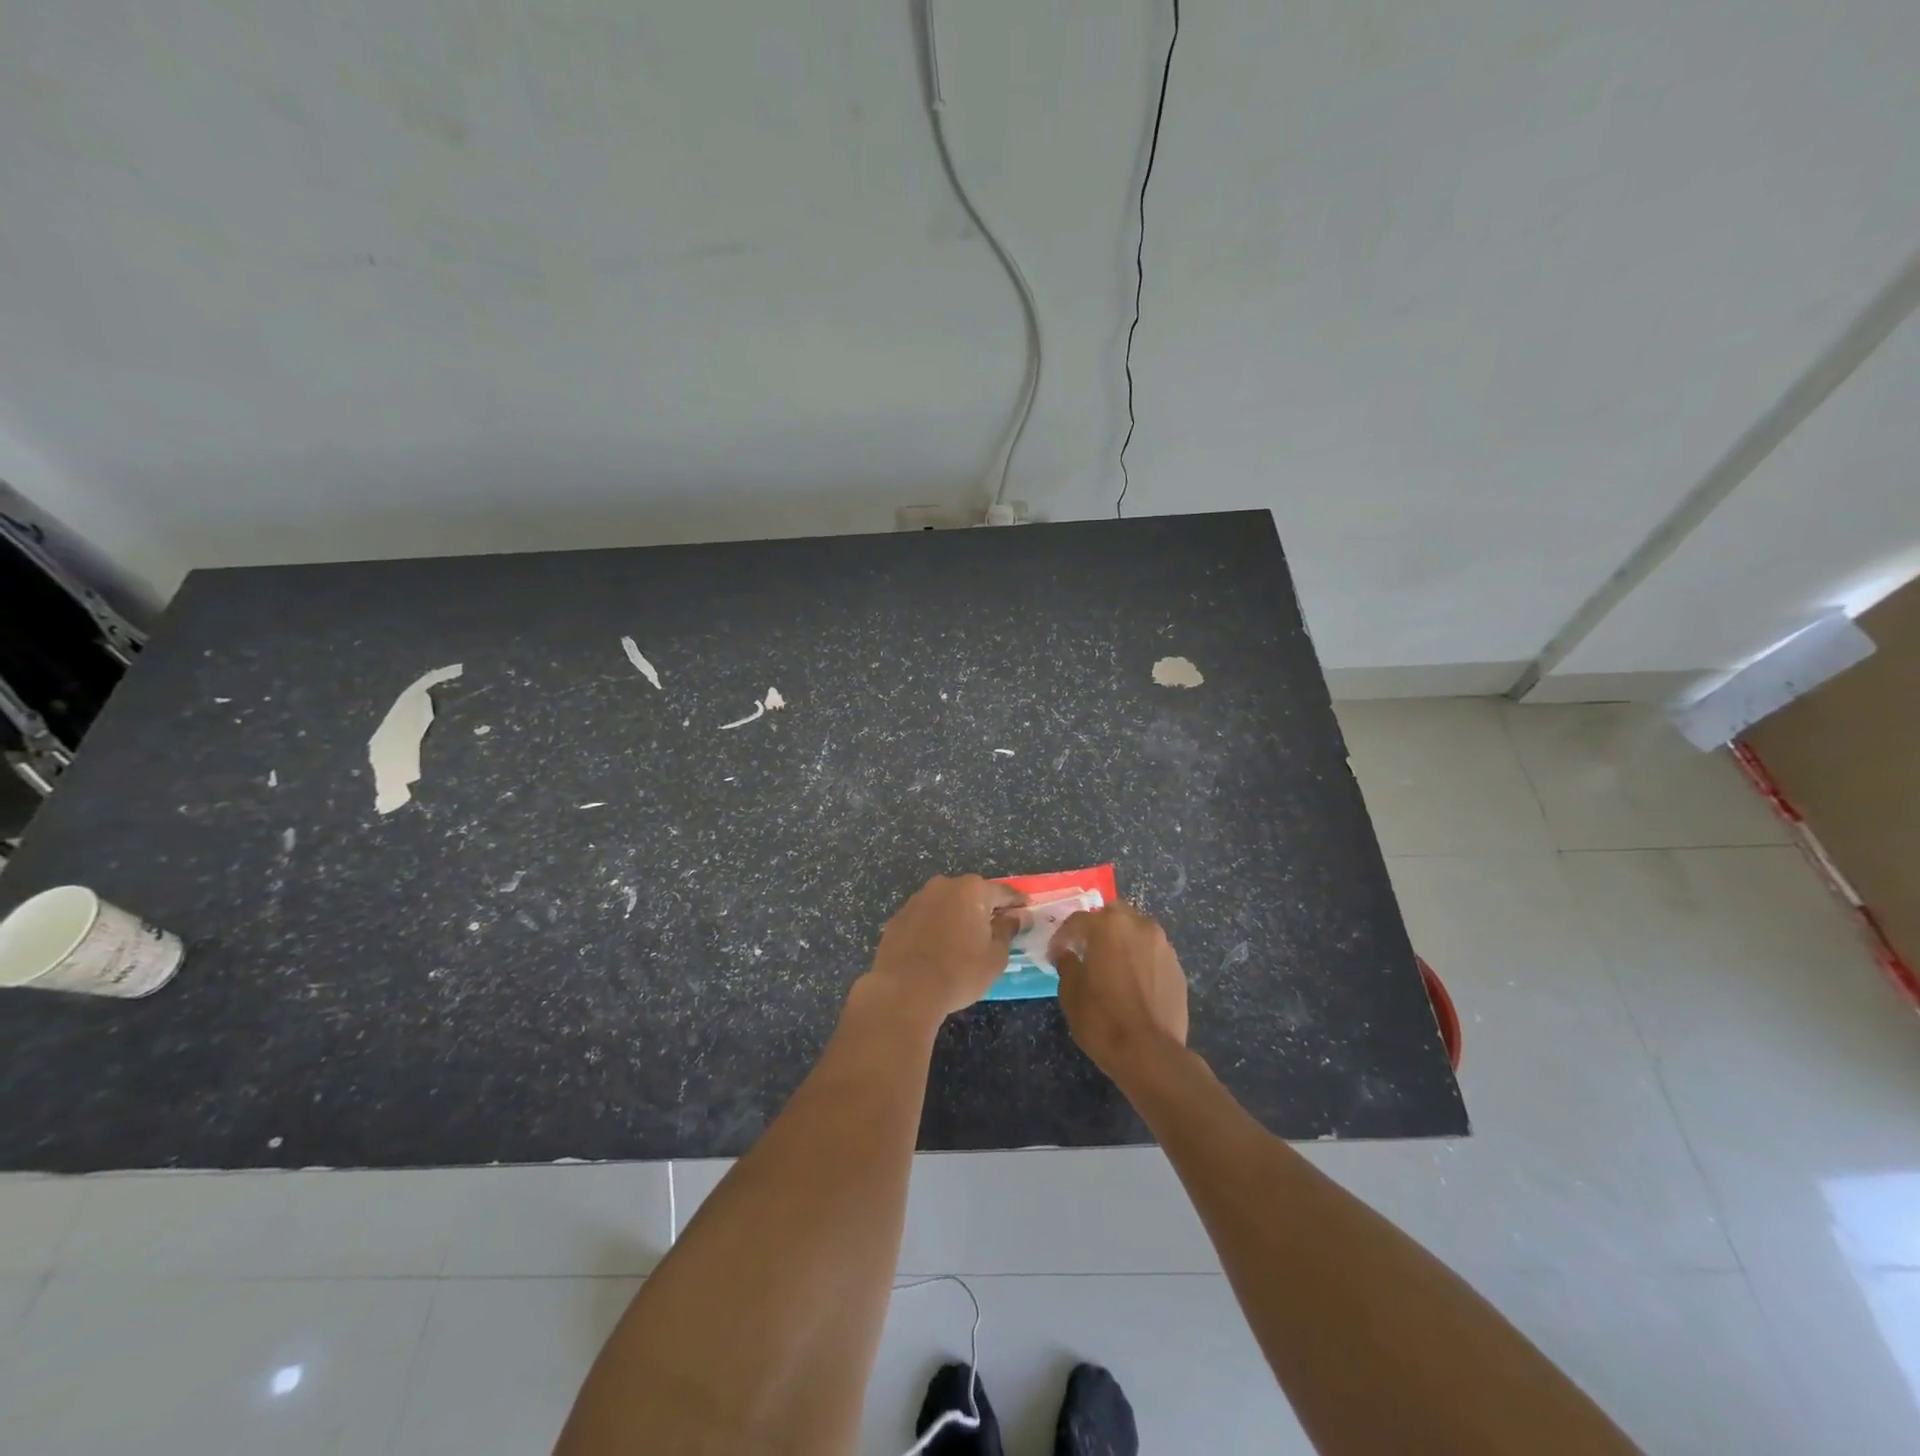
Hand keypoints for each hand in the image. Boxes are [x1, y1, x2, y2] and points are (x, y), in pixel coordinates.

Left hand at [860, 875, 1029, 1023]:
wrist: (905, 990)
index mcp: (972, 890)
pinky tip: (936, 948)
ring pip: (945, 904)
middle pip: (971, 894)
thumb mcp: (995, 956)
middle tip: (995, 927)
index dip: (1016, 902)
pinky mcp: (898, 917)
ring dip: (956, 916)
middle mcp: (944, 886)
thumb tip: (1018, 916)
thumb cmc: (959, 972)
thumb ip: (1008, 930)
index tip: (1026, 909)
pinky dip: (934, 927)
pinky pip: (925, 918)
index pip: (1002, 891)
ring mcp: (917, 899)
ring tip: (963, 940)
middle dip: (983, 908)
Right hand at [1049, 902, 1189, 1079]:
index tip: (1055, 954)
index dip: (1063, 936)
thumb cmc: (1102, 1019)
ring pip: (1137, 930)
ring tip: (1112, 965)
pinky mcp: (1177, 967)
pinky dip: (1140, 958)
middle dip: (1098, 927)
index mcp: (1108, 926)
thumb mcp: (1070, 992)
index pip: (1078, 920)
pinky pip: (1152, 953)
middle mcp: (1139, 926)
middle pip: (1113, 915)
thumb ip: (1067, 964)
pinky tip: (1134, 982)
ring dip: (1122, 940)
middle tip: (1086, 950)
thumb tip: (1067, 954)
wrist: (1150, 1053)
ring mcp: (1163, 946)